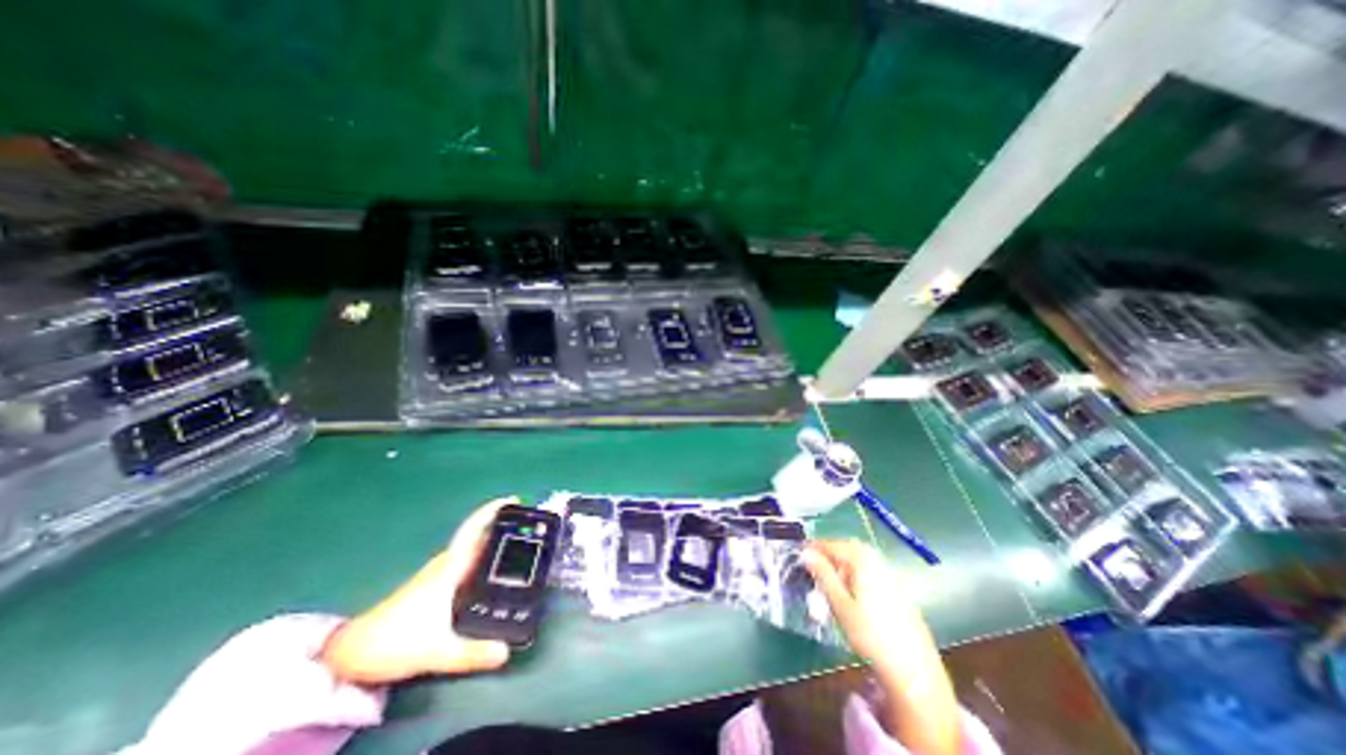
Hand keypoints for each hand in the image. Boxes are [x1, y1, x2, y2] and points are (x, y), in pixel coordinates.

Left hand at [319, 496, 517, 682]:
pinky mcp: (435, 585)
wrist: (352, 654)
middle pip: (477, 536)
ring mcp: (438, 574)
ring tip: (519, 543)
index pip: (473, 531)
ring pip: (471, 549)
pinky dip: (483, 555)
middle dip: (503, 526)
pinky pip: (466, 560)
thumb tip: (507, 652)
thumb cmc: (394, 643)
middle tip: (529, 525)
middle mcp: (445, 565)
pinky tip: (493, 568)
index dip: (492, 511)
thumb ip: (472, 653)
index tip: (513, 499)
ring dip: (493, 540)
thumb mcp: (437, 652)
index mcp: (449, 569)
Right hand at [804, 538, 961, 754]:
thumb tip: (806, 552)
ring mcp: (891, 575)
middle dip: (831, 553)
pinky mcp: (899, 590)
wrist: (914, 670)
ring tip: (832, 582)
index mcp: (863, 560)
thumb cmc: (870, 635)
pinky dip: (858, 574)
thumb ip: (823, 574)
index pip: (833, 544)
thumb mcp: (840, 604)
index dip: (816, 547)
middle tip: (816, 567)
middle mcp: (878, 561)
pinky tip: (854, 595)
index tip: (801, 552)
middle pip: (849, 547)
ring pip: (862, 559)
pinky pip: (873, 571)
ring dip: (844, 564)